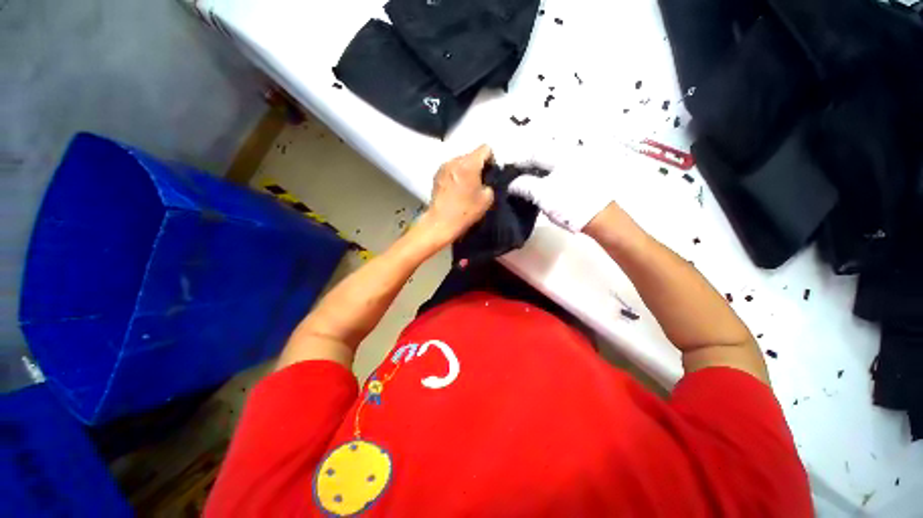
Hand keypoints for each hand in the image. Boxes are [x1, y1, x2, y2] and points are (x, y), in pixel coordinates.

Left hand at [418, 145, 494, 246]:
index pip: (485, 148)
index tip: (490, 173)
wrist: (441, 222)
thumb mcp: (487, 199)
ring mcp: (443, 167)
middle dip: (478, 165)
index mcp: (469, 163)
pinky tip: (456, 189)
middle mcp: (455, 160)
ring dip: (466, 170)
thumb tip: (486, 179)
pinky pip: (451, 169)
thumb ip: (490, 183)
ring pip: (460, 161)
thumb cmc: (465, 211)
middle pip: (471, 155)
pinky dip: (456, 174)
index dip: (491, 160)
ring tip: (467, 186)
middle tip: (479, 182)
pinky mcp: (436, 175)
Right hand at [505, 145, 615, 232]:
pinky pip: (562, 173)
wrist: (602, 218)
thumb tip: (512, 184)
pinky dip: (551, 178)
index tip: (509, 175)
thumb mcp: (542, 194)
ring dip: (540, 174)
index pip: (534, 154)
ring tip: (531, 187)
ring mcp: (581, 165)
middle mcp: (572, 155)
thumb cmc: (570, 203)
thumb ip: (524, 185)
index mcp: (561, 155)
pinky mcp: (586, 176)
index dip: (519, 164)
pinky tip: (547, 190)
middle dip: (530, 168)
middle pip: (544, 158)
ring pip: (554, 166)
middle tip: (519, 182)